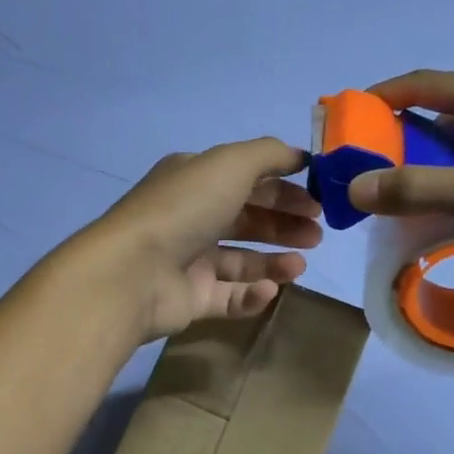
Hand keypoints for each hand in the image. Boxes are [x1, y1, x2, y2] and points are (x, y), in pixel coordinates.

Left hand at [68, 138, 322, 341]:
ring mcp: (189, 260)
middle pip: (247, 219)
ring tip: (299, 266)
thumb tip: (300, 157)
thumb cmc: (184, 209)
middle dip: (284, 224)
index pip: (246, 180)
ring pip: (241, 260)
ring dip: (275, 261)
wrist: (134, 272)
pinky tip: (269, 289)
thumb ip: (269, 155)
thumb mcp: (230, 164)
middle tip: (317, 235)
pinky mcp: (191, 299)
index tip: (319, 200)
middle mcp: (190, 217)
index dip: (284, 188)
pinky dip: (252, 293)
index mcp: (194, 180)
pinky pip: (230, 297)